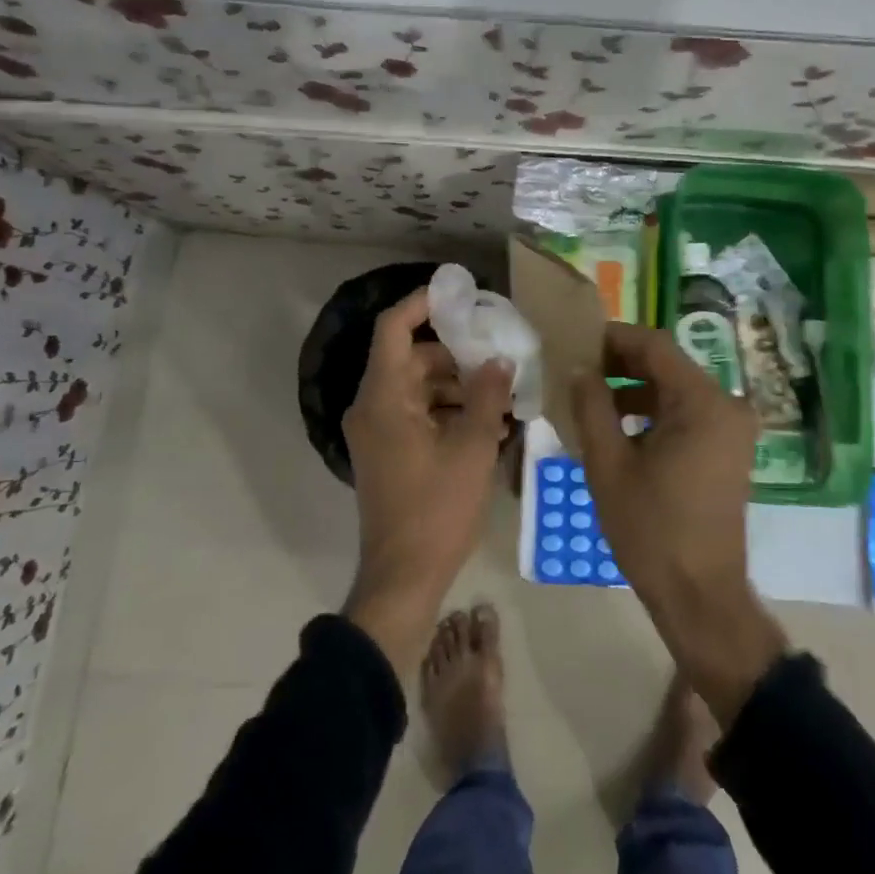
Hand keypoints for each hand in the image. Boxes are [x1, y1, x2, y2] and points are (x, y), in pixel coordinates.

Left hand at [343, 287, 512, 672]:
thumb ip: (487, 395)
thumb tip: (499, 360)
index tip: (460, 296)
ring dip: (457, 384)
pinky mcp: (388, 452)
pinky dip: (447, 410)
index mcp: (384, 397)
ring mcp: (377, 432)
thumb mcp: (473, 447)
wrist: (403, 578)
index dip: (422, 303)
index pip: (394, 328)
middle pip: (412, 358)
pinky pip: (417, 413)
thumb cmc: (437, 509)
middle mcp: (372, 407)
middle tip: (499, 352)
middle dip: (456, 353)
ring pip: (417, 387)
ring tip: (502, 392)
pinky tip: (487, 421)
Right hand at [573, 323, 787, 723]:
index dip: (613, 338)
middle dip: (620, 365)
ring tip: (590, 401)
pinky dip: (653, 413)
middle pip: (667, 365)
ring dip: (634, 390)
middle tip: (577, 371)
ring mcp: (731, 428)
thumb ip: (591, 406)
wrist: (700, 595)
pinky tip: (618, 428)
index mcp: (703, 402)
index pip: (655, 345)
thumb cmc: (651, 530)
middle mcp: (726, 405)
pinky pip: (687, 413)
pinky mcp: (728, 448)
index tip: (576, 343)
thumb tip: (578, 368)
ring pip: (675, 389)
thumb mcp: (608, 465)